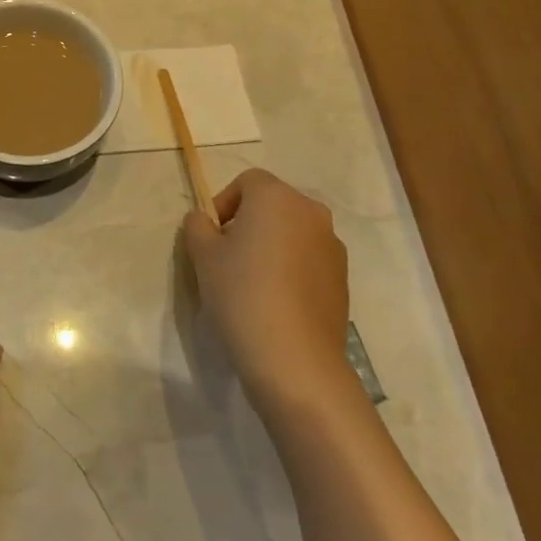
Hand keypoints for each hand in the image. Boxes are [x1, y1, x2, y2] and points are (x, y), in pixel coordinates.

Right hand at [181, 168, 351, 412]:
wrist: (295, 358)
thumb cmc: (242, 294)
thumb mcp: (202, 256)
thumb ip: (198, 226)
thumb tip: (204, 220)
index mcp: (276, 197)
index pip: (248, 182)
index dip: (224, 203)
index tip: (211, 237)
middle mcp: (311, 212)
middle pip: (273, 205)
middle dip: (248, 223)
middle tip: (227, 258)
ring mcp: (332, 246)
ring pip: (293, 233)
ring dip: (272, 246)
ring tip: (252, 283)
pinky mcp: (343, 278)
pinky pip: (309, 260)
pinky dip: (291, 269)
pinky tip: (276, 302)